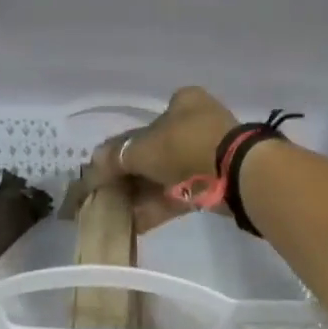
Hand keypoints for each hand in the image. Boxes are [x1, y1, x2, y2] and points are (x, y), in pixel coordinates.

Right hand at [83, 86, 238, 233]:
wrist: (235, 174)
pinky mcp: (213, 185)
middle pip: (153, 153)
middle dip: (129, 176)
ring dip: (140, 195)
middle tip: (106, 194)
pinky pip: (178, 195)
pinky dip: (156, 208)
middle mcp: (196, 125)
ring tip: (115, 213)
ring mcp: (207, 156)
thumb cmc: (185, 147)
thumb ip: (114, 157)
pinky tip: (133, 224)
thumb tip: (92, 164)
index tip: (106, 169)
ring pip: (164, 177)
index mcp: (182, 104)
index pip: (144, 125)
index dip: (121, 147)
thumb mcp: (141, 149)